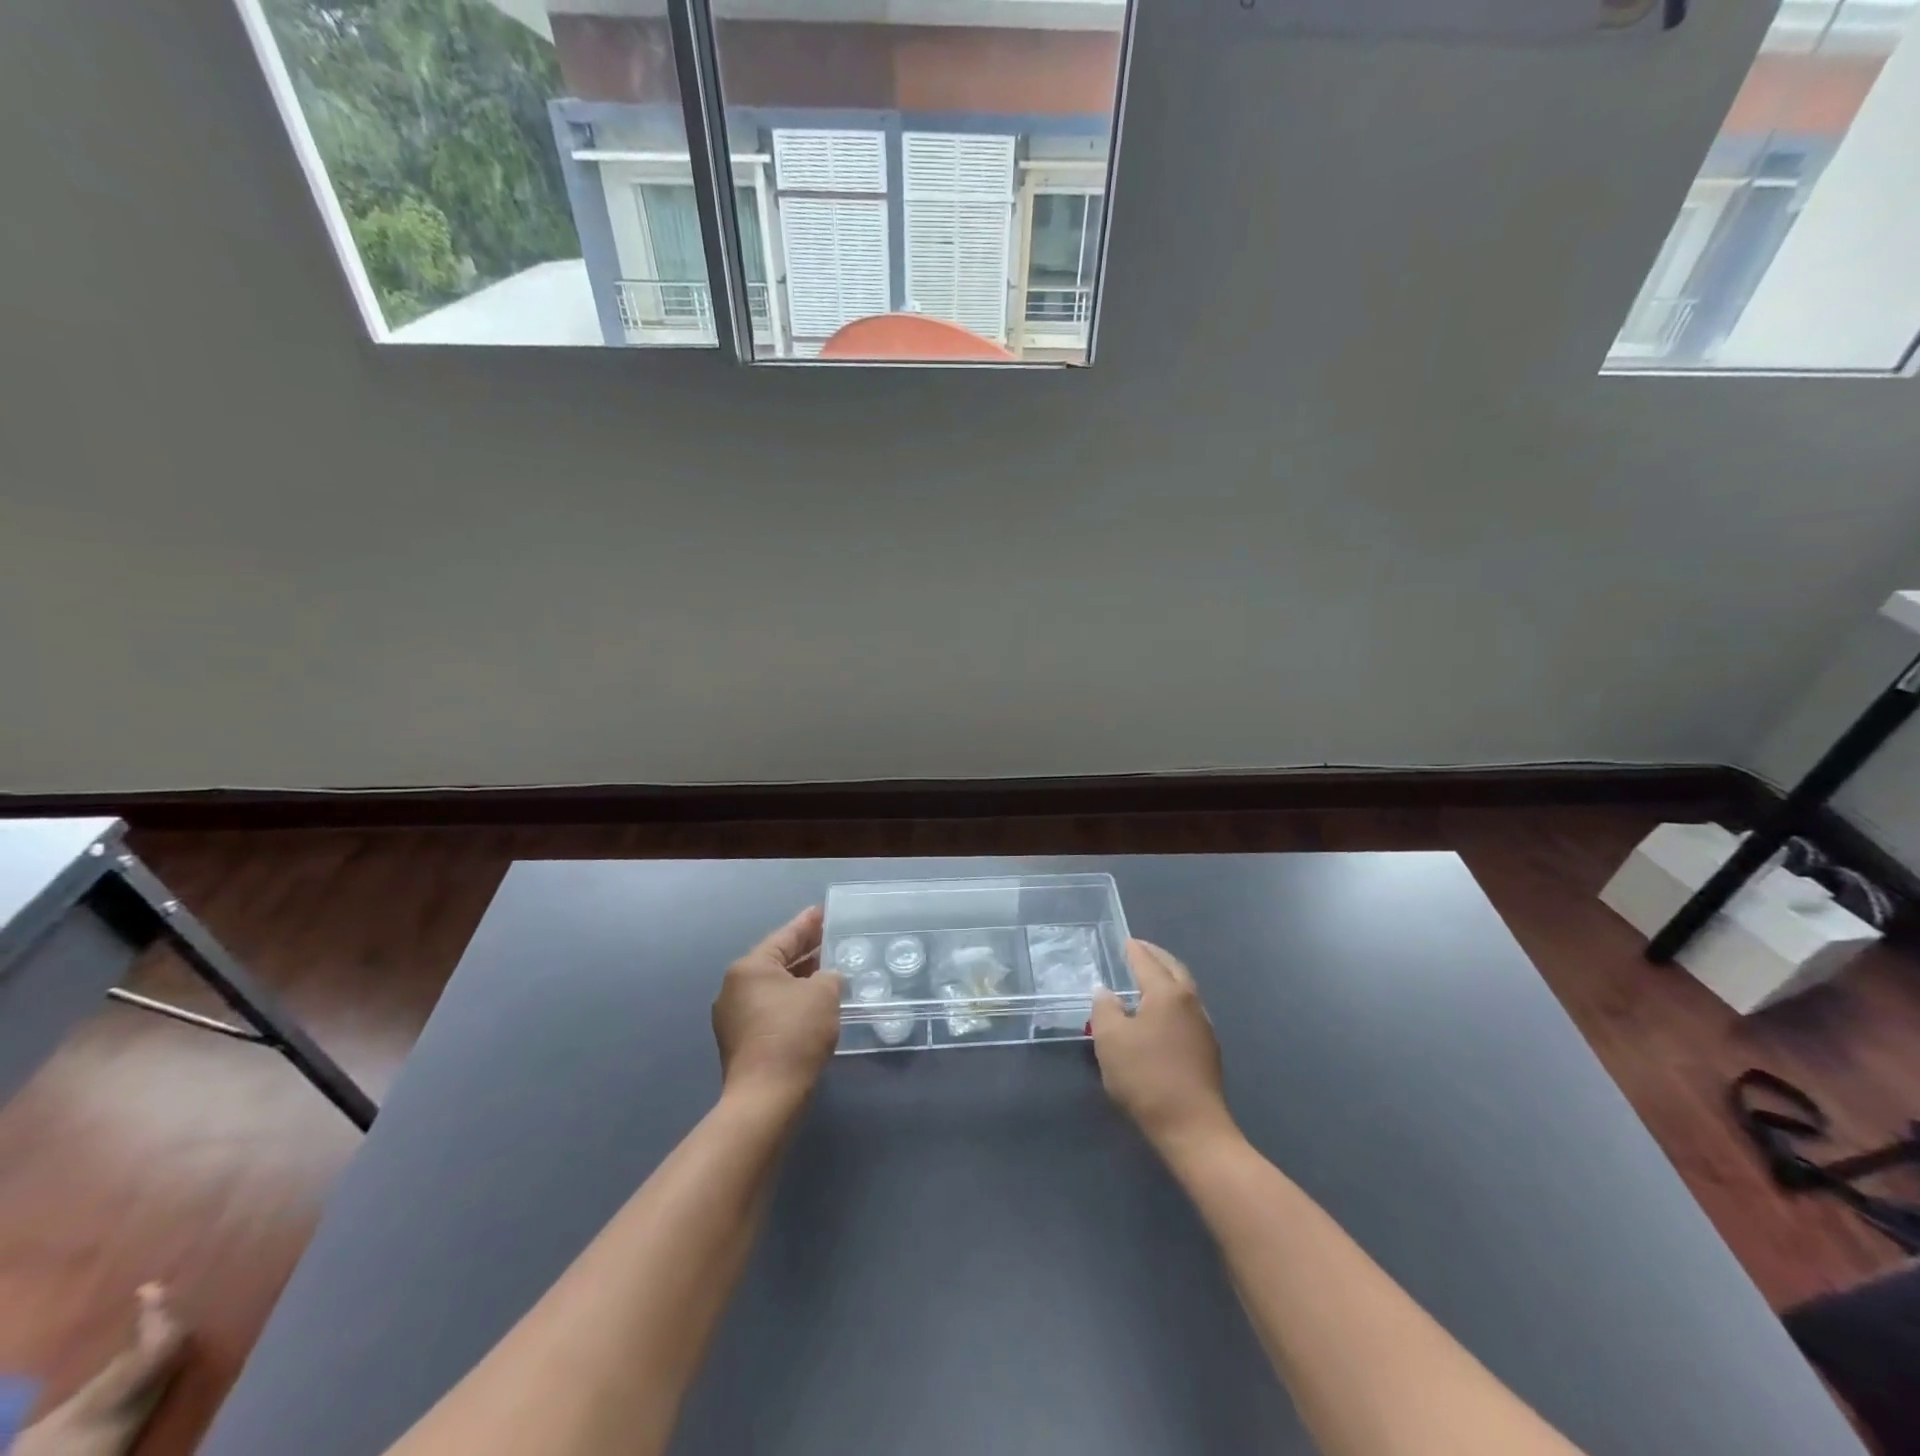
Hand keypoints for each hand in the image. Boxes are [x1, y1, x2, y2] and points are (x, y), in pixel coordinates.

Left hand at [712, 906, 842, 1104]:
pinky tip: (813, 1006)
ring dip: (800, 981)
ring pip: (774, 988)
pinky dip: (792, 1003)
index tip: (823, 912)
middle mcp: (735, 987)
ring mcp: (733, 1017)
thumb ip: (829, 976)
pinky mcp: (740, 1042)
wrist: (766, 1097)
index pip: (785, 936)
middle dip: (805, 953)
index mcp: (750, 967)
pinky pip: (770, 1010)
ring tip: (828, 973)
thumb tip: (826, 980)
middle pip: (777, 961)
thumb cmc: (794, 1033)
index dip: (808, 924)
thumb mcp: (823, 993)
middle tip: (831, 941)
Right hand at [1091, 940, 1235, 1154]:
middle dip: (1156, 957)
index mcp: (1167, 994)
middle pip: (1174, 970)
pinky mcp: (1208, 1050)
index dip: (1134, 950)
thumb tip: (1106, 993)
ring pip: (1184, 991)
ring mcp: (1204, 1027)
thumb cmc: (1146, 1077)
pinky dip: (1172, 1001)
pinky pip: (1187, 1011)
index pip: (1148, 962)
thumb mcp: (1110, 1040)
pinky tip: (1161, 1015)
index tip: (1125, 940)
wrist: (1192, 1128)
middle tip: (1140, 951)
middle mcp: (1190, 1003)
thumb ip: (1105, 1009)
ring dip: (1167, 979)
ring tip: (1148, 980)